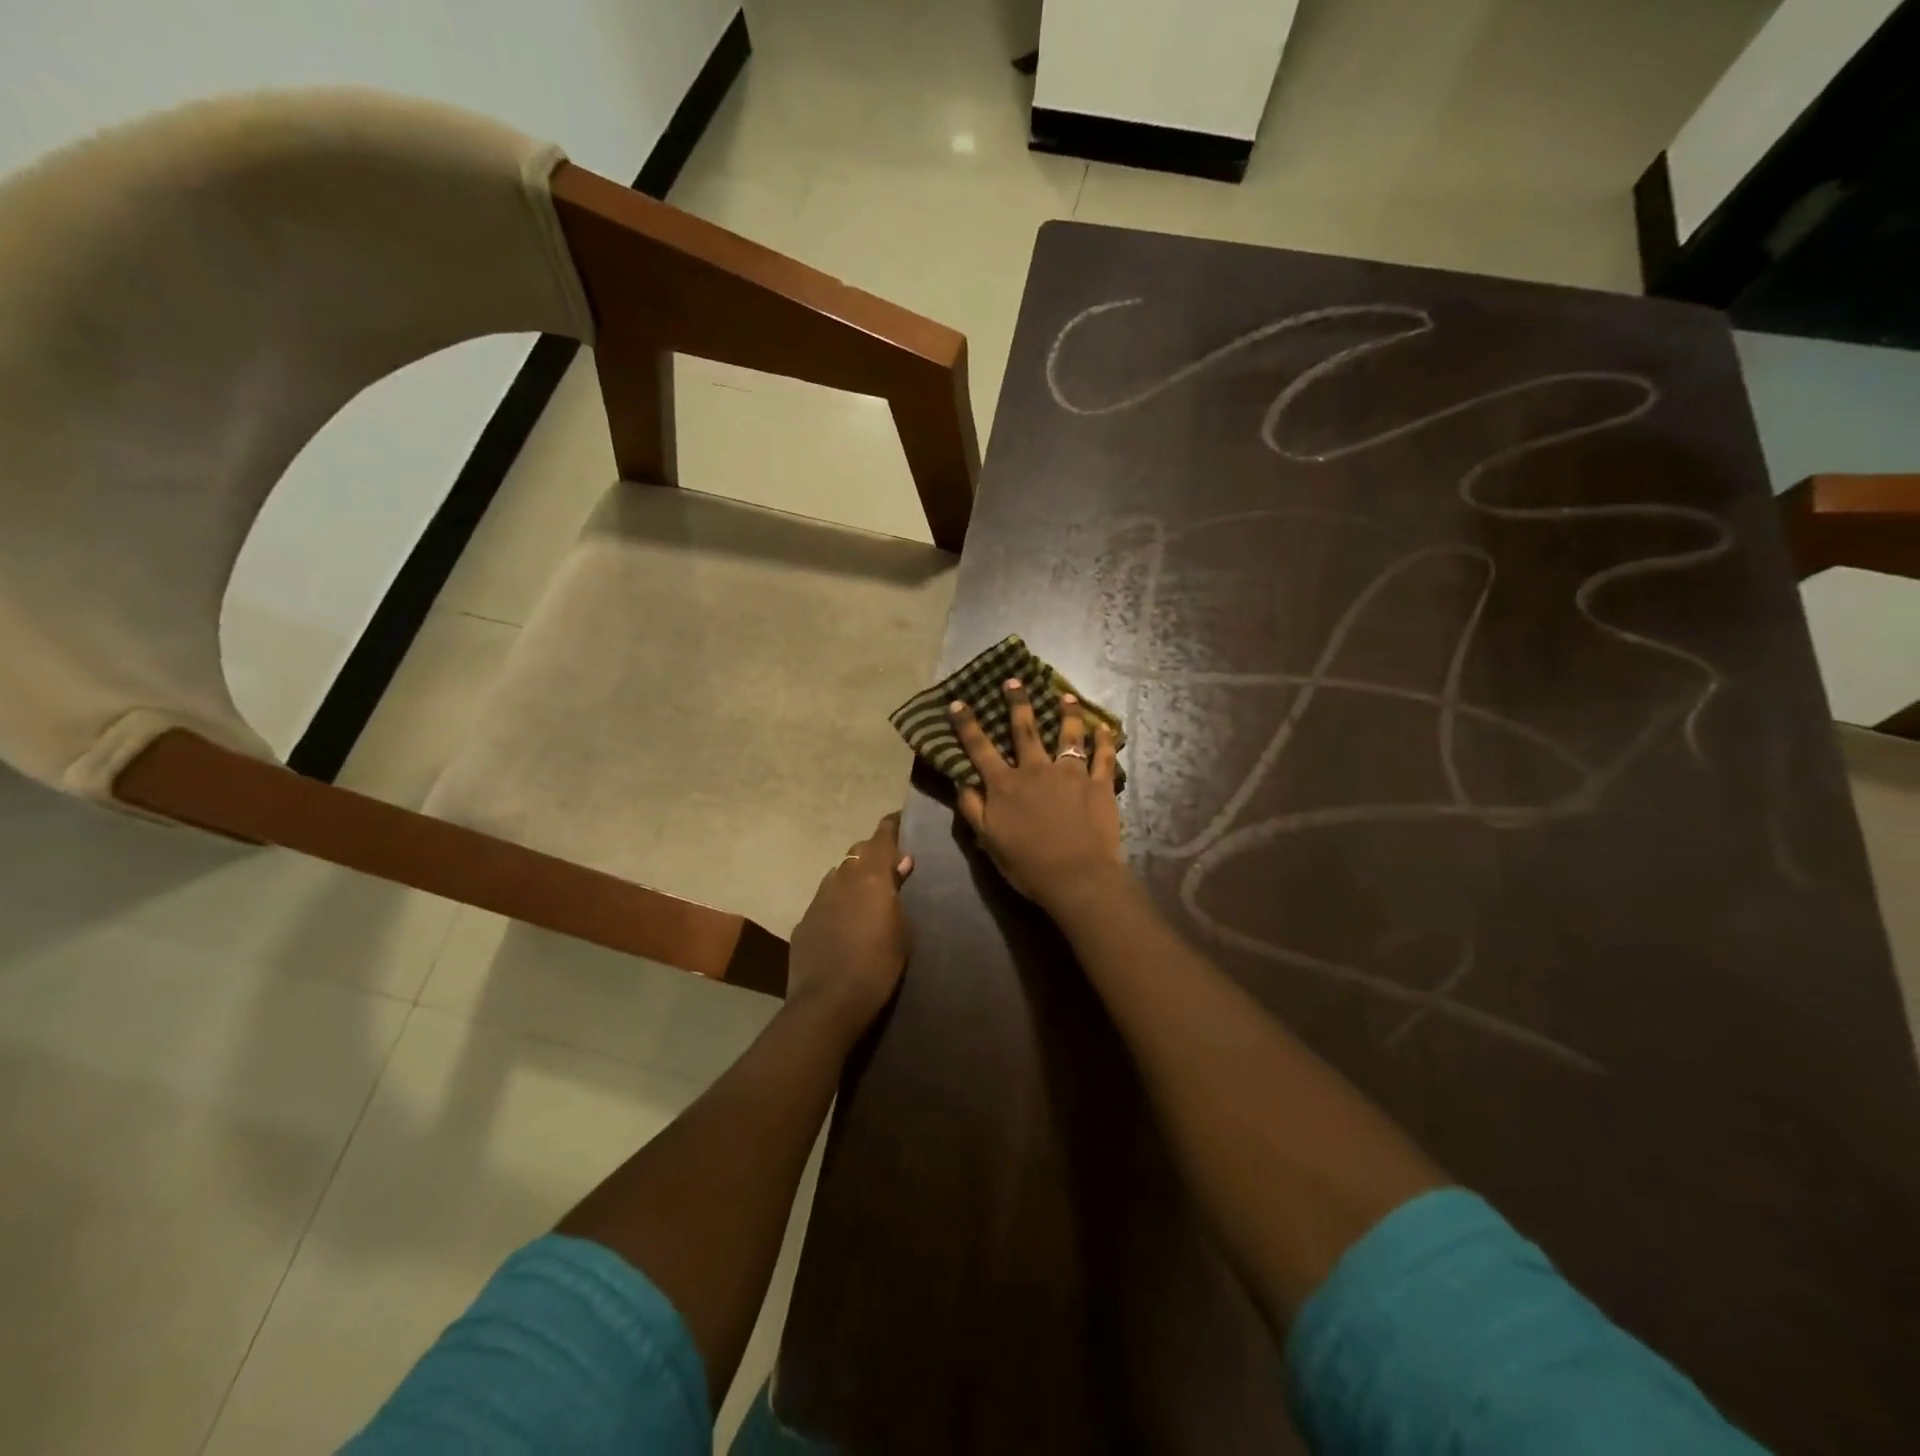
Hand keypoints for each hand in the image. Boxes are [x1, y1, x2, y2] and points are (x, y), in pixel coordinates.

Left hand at [787, 813, 913, 1036]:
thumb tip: (900, 864)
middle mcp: (841, 878)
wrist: (828, 1002)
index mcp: (870, 876)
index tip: (902, 821)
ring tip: (865, 894)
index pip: (881, 836)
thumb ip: (898, 893)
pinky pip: (824, 900)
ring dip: (852, 877)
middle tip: (890, 866)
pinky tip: (843, 922)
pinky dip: (836, 902)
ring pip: (838, 874)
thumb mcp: (902, 930)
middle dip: (873, 853)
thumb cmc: (878, 965)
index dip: (892, 826)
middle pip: (857, 851)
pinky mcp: (804, 922)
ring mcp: (818, 899)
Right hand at [952, 679, 1124, 908]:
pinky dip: (1105, 739)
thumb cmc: (1028, 864)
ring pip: (1069, 734)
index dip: (967, 724)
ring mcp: (1071, 773)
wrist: (1077, 877)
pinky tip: (1105, 727)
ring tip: (1067, 697)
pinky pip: (1104, 755)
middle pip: (1025, 729)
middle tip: (1014, 681)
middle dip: (1017, 703)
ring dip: (1067, 713)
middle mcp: (1036, 770)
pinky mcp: (1099, 783)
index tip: (958, 703)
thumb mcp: (988, 840)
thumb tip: (960, 780)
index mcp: (1005, 784)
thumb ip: (972, 808)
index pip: (980, 748)